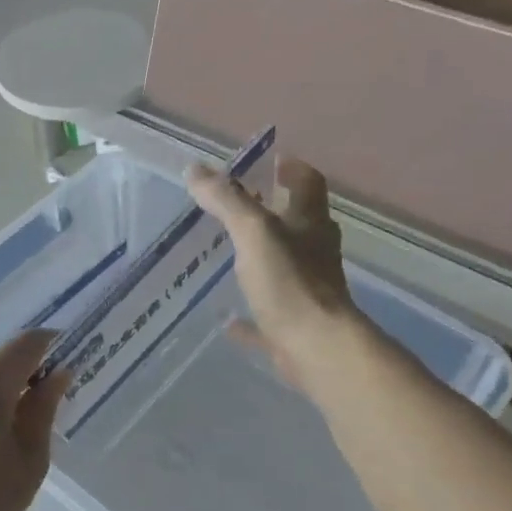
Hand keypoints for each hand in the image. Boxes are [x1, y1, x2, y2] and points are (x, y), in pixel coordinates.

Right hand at [188, 156, 361, 397]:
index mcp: (311, 223)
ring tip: (229, 253)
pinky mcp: (294, 324)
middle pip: (298, 223)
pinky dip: (249, 313)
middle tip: (238, 206)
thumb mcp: (253, 232)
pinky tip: (227, 319)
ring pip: (285, 266)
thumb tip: (195, 169)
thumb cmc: (289, 282)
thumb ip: (226, 201)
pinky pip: (267, 313)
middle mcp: (314, 252)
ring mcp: (307, 290)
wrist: (315, 347)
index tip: (269, 164)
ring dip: (263, 257)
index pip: (308, 183)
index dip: (291, 169)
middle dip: (273, 212)